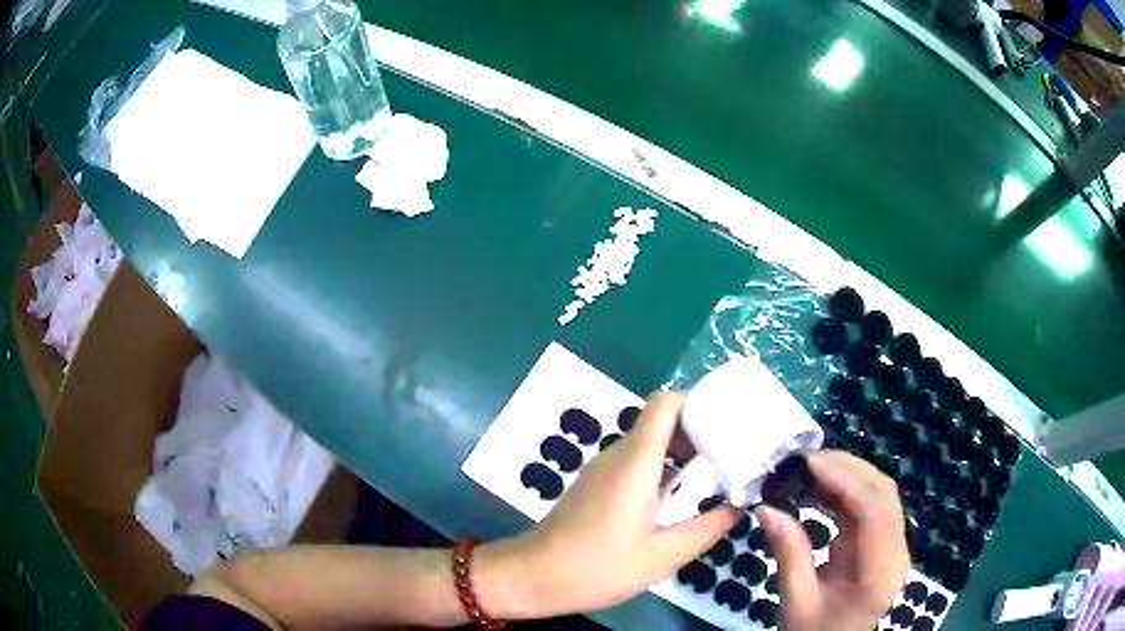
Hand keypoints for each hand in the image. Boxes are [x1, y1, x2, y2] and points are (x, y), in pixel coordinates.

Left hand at [477, 391, 739, 618]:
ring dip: (681, 456)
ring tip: (713, 480)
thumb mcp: (663, 555)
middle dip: (699, 433)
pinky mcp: (596, 487)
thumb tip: (738, 507)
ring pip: (649, 445)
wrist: (533, 577)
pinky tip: (677, 503)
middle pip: (662, 422)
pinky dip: (662, 473)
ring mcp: (603, 471)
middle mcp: (618, 455)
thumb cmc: (598, 566)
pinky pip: (635, 465)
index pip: (666, 402)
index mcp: (635, 460)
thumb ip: (706, 528)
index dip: (699, 404)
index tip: (728, 425)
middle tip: (731, 458)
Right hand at [755, 451, 908, 630]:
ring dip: (848, 475)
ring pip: (880, 494)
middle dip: (847, 469)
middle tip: (805, 459)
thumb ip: (788, 554)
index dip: (846, 480)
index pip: (875, 512)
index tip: (809, 463)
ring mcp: (894, 546)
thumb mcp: (796, 601)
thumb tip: (766, 508)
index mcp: (879, 572)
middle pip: (883, 494)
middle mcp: (896, 552)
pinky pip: (870, 507)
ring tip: (810, 467)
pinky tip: (822, 486)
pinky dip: (847, 491)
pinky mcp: (884, 543)